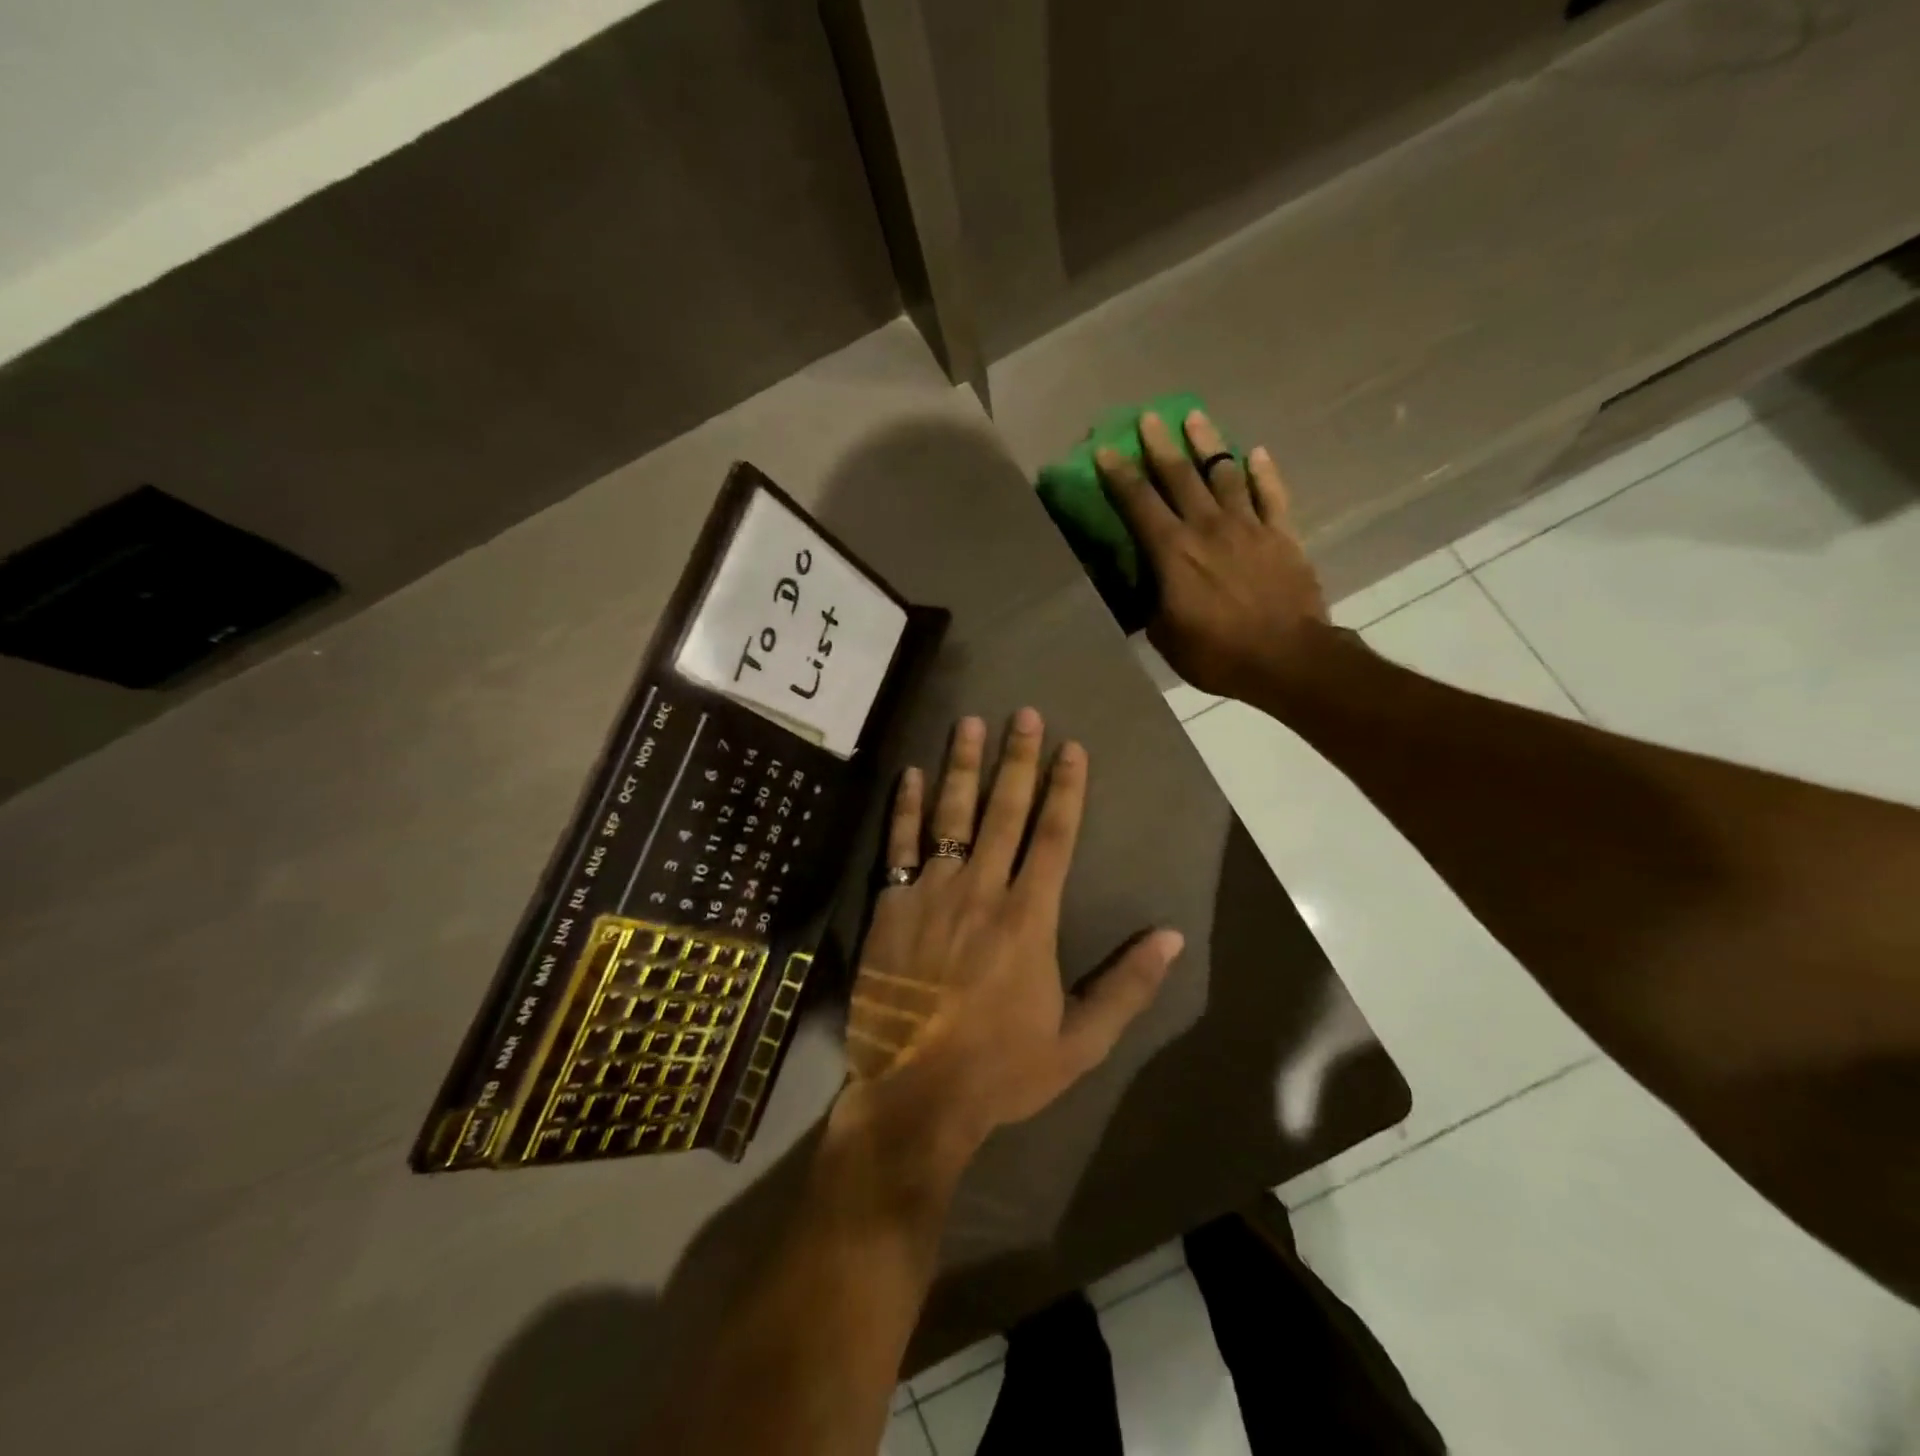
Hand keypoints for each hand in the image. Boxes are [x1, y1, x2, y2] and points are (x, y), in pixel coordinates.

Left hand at [833, 710, 1183, 1178]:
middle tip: (1024, 713)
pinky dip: (905, 807)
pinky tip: (911, 773)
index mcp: (1028, 918)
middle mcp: (981, 891)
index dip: (1065, 788)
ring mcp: (931, 893)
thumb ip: (1127, 987)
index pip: (1053, 836)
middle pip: (1004, 812)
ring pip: (950, 816)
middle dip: (1018, 760)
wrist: (915, 1094)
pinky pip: (899, 845)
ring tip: (970, 723)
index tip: (1071, 748)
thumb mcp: (1079, 1042)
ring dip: (963, 767)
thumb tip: (1171, 937)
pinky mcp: (892, 905)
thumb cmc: (1001, 1069)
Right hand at [1096, 410, 1331, 701]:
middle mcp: (1207, 528)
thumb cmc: (1217, 653)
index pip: (1139, 504)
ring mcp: (1249, 527)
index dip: (1120, 476)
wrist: (1286, 659)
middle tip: (1147, 418)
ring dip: (1208, 444)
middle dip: (1160, 445)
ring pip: (1225, 474)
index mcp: (1173, 552)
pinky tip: (1256, 453)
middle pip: (1180, 476)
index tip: (1106, 451)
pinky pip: (1272, 494)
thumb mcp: (1165, 636)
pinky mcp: (1282, 535)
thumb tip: (1142, 586)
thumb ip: (1151, 603)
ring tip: (1195, 418)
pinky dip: (1263, 472)